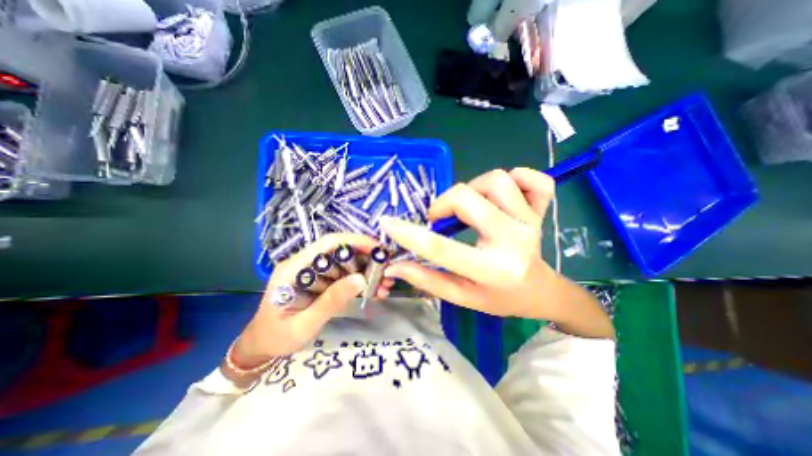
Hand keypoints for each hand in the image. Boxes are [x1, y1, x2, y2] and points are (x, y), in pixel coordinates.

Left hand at [230, 233, 379, 368]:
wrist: (262, 346)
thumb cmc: (277, 338)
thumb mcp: (304, 324)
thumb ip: (330, 301)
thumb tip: (360, 280)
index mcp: (294, 267)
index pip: (328, 243)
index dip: (355, 241)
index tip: (378, 250)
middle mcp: (305, 262)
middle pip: (341, 250)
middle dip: (367, 258)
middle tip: (386, 272)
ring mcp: (313, 270)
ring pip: (345, 261)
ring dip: (366, 270)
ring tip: (384, 284)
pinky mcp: (320, 279)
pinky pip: (343, 273)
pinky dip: (360, 279)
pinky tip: (373, 290)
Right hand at [378, 167, 558, 319]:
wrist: (539, 292)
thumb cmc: (498, 298)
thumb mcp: (460, 296)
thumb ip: (427, 279)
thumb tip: (394, 265)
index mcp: (491, 269)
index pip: (441, 247)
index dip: (408, 233)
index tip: (387, 222)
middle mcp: (513, 240)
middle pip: (468, 198)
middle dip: (444, 203)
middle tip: (441, 218)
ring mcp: (530, 222)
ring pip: (497, 180)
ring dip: (474, 189)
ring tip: (471, 207)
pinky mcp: (541, 210)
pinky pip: (535, 179)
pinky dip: (518, 177)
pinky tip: (504, 193)